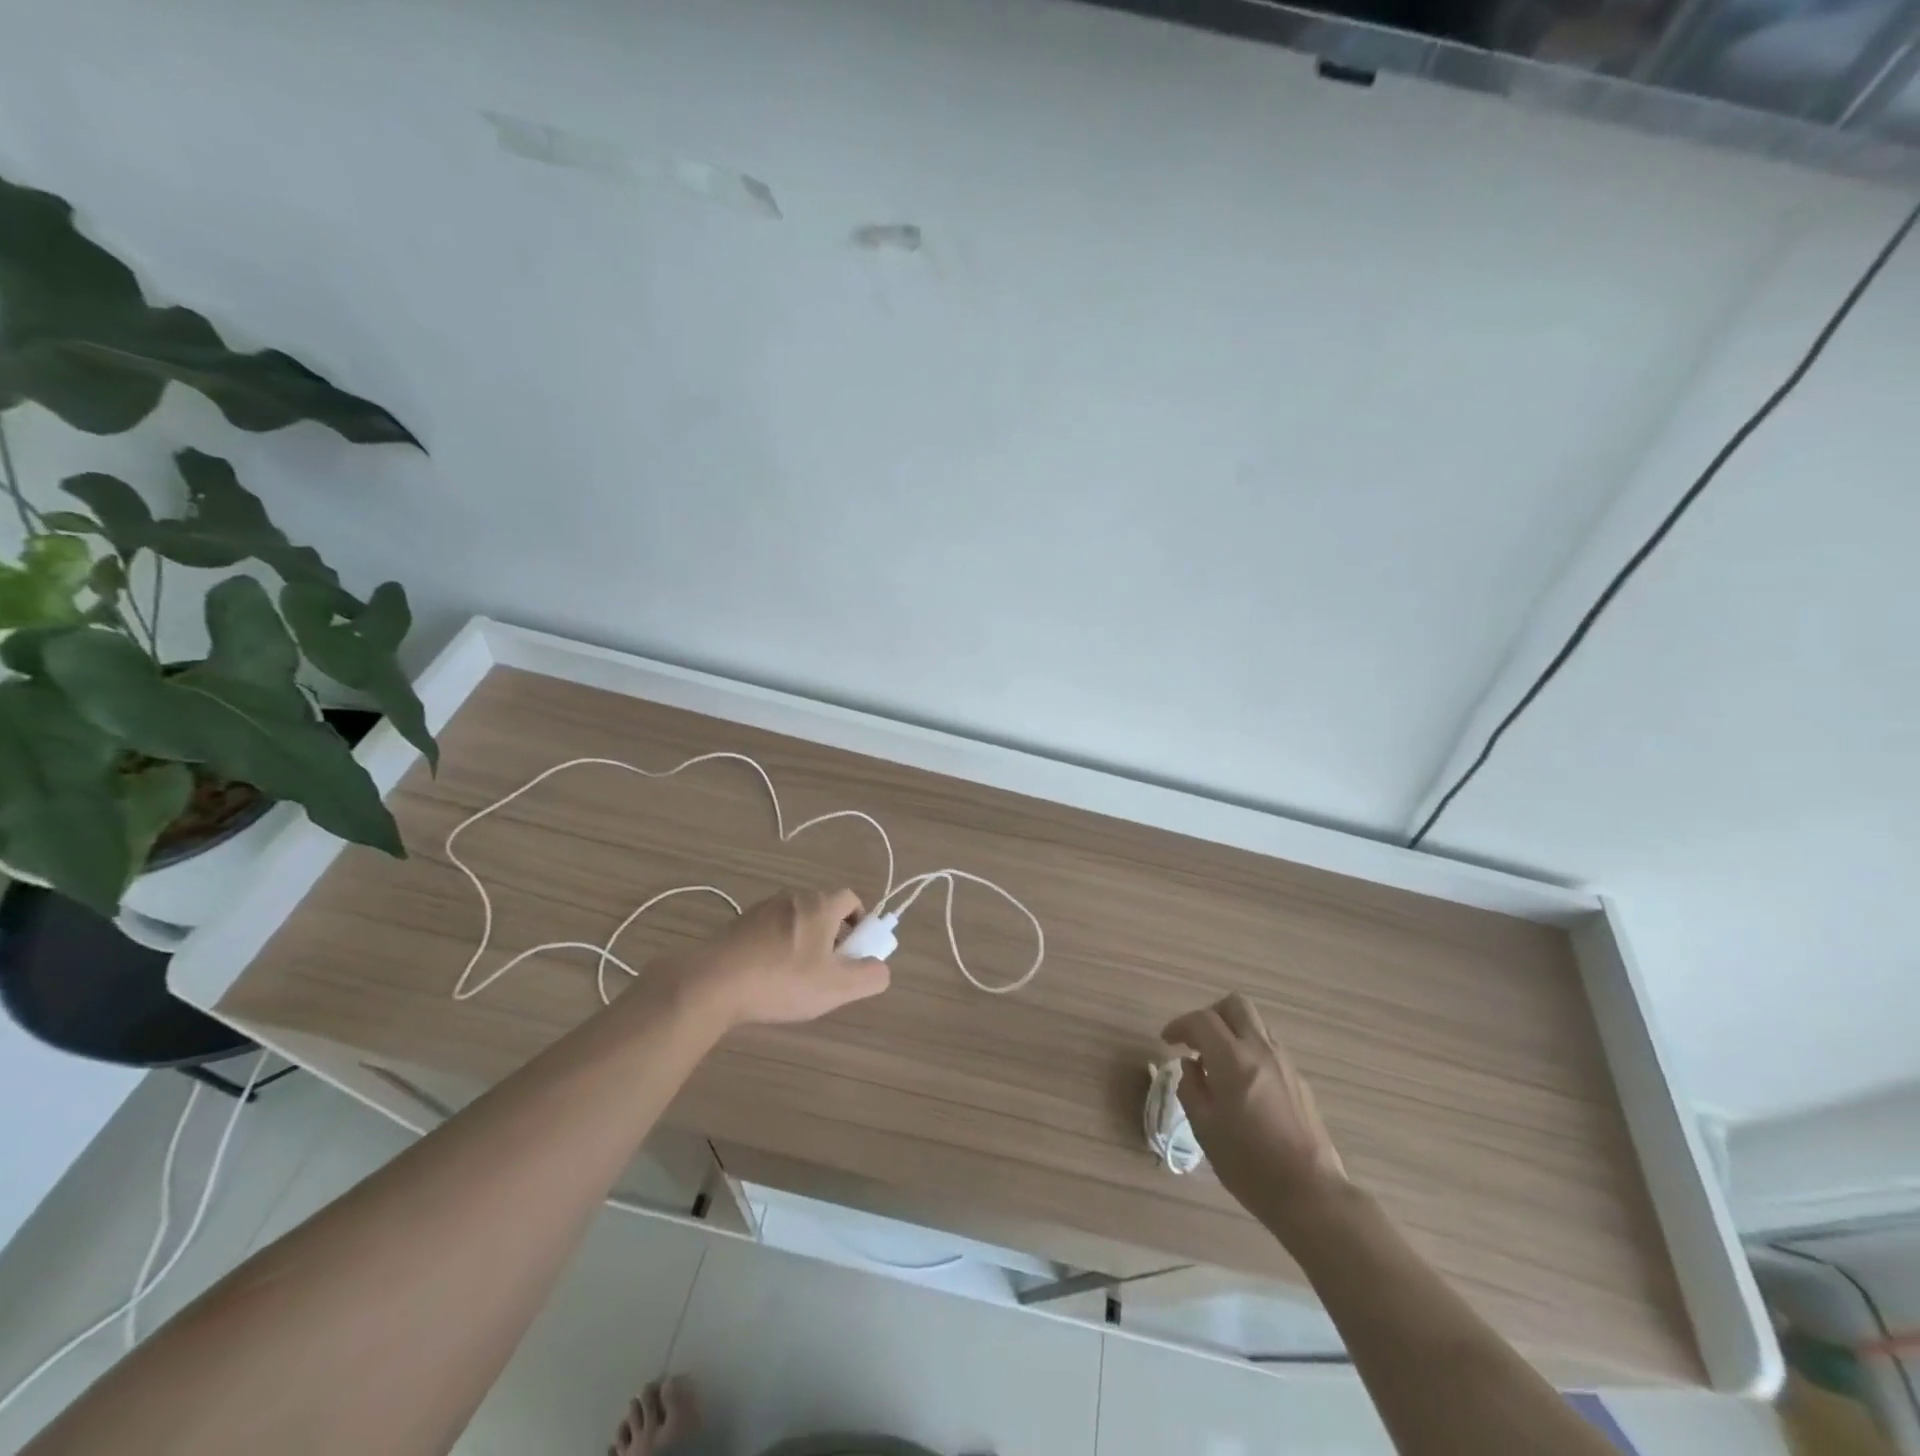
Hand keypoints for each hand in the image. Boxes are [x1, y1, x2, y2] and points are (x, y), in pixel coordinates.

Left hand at [660, 887, 889, 1028]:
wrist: (712, 984)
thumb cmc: (782, 981)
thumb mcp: (837, 987)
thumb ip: (870, 976)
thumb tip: (880, 968)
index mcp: (819, 904)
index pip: (851, 899)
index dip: (860, 923)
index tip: (854, 952)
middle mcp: (792, 897)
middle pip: (823, 909)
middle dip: (832, 936)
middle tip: (828, 970)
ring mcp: (761, 909)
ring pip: (795, 920)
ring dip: (803, 942)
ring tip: (795, 979)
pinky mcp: (738, 925)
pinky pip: (769, 931)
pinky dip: (777, 948)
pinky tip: (767, 978)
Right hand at [1162, 993, 1347, 1220]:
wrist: (1310, 1193)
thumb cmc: (1248, 1163)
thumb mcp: (1204, 1128)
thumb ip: (1191, 1088)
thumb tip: (1191, 1066)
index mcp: (1232, 1058)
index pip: (1201, 1020)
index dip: (1179, 1025)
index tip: (1167, 1041)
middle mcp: (1260, 1050)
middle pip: (1234, 1005)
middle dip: (1210, 1014)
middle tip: (1196, 1040)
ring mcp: (1284, 1062)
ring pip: (1255, 1024)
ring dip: (1232, 1031)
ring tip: (1218, 1063)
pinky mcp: (1299, 1080)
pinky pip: (1269, 1047)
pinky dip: (1250, 1051)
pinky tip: (1244, 1084)